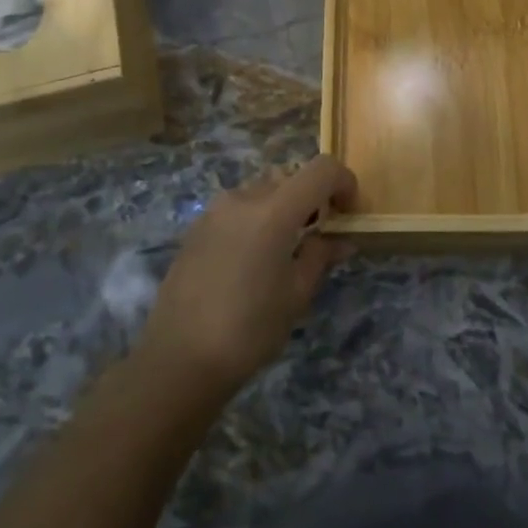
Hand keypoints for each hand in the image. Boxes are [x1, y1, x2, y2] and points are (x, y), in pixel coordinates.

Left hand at [137, 156, 357, 396]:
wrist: (178, 359)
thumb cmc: (249, 329)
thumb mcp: (296, 295)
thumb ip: (320, 256)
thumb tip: (340, 240)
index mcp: (274, 210)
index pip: (321, 169)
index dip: (343, 182)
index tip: (348, 212)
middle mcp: (243, 198)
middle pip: (290, 177)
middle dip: (312, 198)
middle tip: (319, 236)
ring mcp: (215, 210)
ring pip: (262, 190)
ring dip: (283, 207)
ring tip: (285, 250)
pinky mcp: (196, 227)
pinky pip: (238, 208)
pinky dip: (256, 219)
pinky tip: (252, 260)